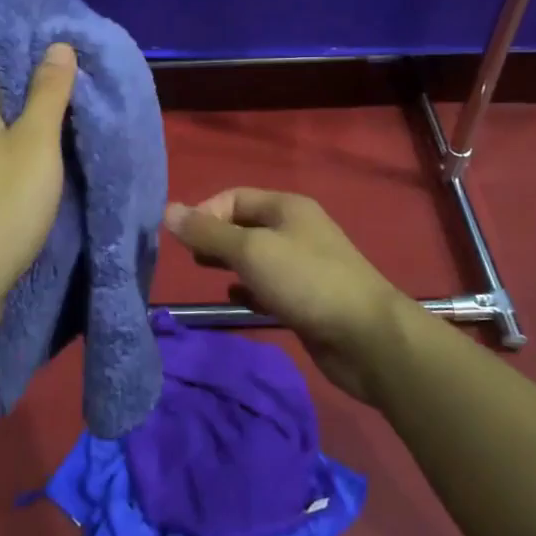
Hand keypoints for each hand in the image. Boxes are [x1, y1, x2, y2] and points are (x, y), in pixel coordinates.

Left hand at [0, 42, 77, 343]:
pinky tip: (41, 199)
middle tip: (83, 140)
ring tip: (71, 169)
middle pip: (11, 116)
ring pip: (6, 151)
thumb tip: (58, 44)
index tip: (82, 109)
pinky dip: (20, 184)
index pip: (15, 82)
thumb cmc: (5, 205)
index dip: (50, 92)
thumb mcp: (38, 142)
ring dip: (36, 158)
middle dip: (46, 127)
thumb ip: (50, 92)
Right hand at [165, 189, 407, 402]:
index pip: (234, 197)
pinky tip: (234, 299)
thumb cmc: (306, 282)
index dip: (205, 212)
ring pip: (256, 256)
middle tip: (190, 259)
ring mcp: (304, 264)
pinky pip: (269, 285)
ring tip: (204, 275)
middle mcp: (295, 229)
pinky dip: (249, 288)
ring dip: (229, 263)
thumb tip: (168, 210)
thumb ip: (208, 233)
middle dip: (215, 237)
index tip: (183, 240)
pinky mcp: (307, 298)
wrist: (367, 337)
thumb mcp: (251, 251)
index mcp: (286, 207)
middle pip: (245, 225)